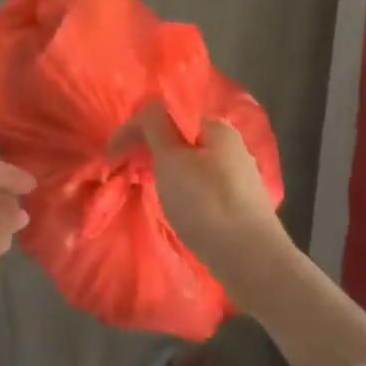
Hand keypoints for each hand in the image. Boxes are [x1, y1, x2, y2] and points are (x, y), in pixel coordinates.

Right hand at [116, 103, 365, 365]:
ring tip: (151, 193)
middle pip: (179, 140)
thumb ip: (157, 128)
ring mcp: (238, 177)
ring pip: (189, 165)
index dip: (135, 131)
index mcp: (216, 128)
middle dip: (150, 152)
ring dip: (165, 173)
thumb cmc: (206, 204)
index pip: (166, 115)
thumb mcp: (172, 161)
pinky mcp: (239, 204)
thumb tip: (150, 105)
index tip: (113, 156)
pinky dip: (183, 192)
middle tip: (129, 174)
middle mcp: (231, 146)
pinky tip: (178, 210)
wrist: (252, 261)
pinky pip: (201, 187)